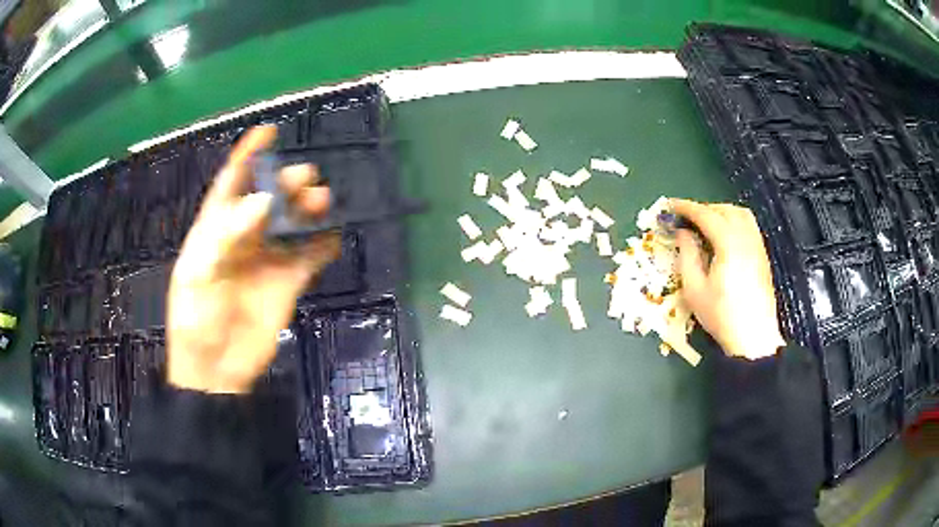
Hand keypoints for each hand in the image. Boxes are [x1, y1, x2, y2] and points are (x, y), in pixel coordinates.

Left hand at [167, 126, 339, 392]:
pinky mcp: (288, 282)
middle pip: (268, 198)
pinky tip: (334, 235)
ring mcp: (268, 259)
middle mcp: (244, 237)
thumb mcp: (199, 275)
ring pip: (293, 223)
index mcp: (215, 230)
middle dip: (285, 182)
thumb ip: (226, 236)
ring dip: (308, 208)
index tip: (268, 131)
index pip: (231, 183)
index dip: (247, 155)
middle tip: (304, 178)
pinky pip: (311, 257)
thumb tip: (263, 202)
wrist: (216, 368)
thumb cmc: (196, 319)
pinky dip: (324, 244)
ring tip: (322, 201)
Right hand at [670, 199, 784, 359]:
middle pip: (725, 209)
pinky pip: (749, 226)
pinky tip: (724, 237)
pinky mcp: (762, 256)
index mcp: (729, 245)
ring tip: (705, 224)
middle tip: (686, 218)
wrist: (753, 338)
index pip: (706, 215)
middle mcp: (746, 239)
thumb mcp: (695, 290)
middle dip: (704, 208)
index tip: (670, 205)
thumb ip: (688, 255)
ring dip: (721, 212)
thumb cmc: (721, 316)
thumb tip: (682, 233)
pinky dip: (733, 221)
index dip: (686, 208)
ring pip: (741, 214)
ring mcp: (757, 247)